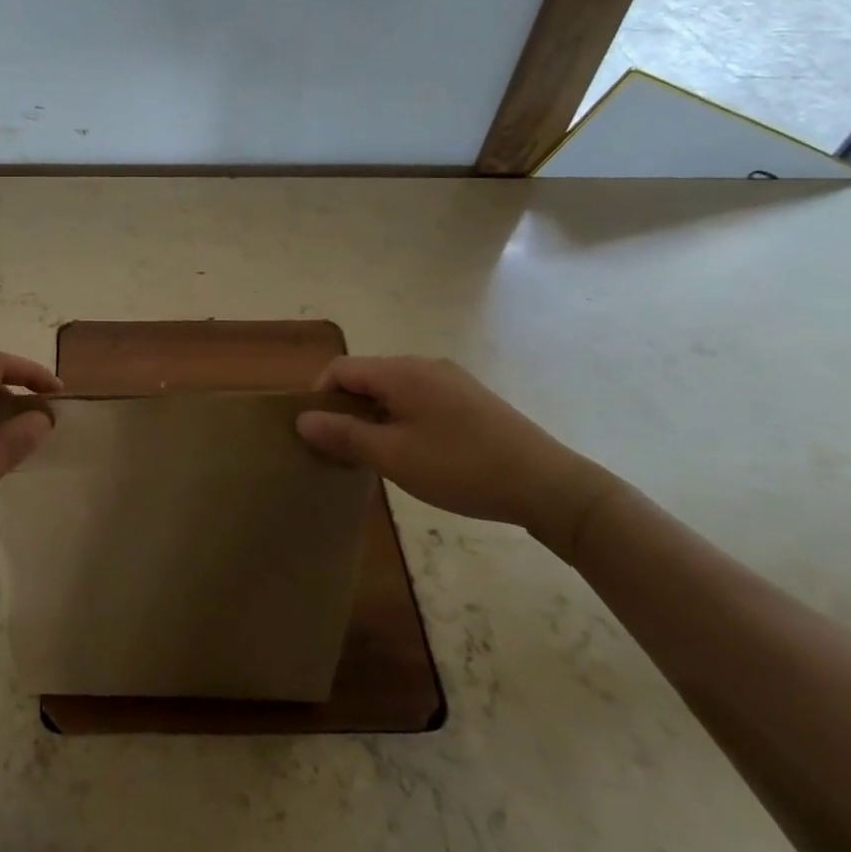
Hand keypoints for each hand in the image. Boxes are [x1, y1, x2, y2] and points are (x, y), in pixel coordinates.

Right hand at [296, 356, 619, 554]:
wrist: (548, 485)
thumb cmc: (462, 468)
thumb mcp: (394, 457)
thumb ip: (344, 435)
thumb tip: (302, 419)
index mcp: (401, 372)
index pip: (341, 369)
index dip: (319, 396)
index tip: (319, 435)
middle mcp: (424, 365)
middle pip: (366, 376)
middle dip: (346, 408)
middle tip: (344, 450)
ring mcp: (451, 380)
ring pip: (393, 390)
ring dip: (374, 416)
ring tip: (377, 456)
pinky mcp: (470, 399)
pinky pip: (419, 399)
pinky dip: (402, 419)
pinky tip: (415, 453)